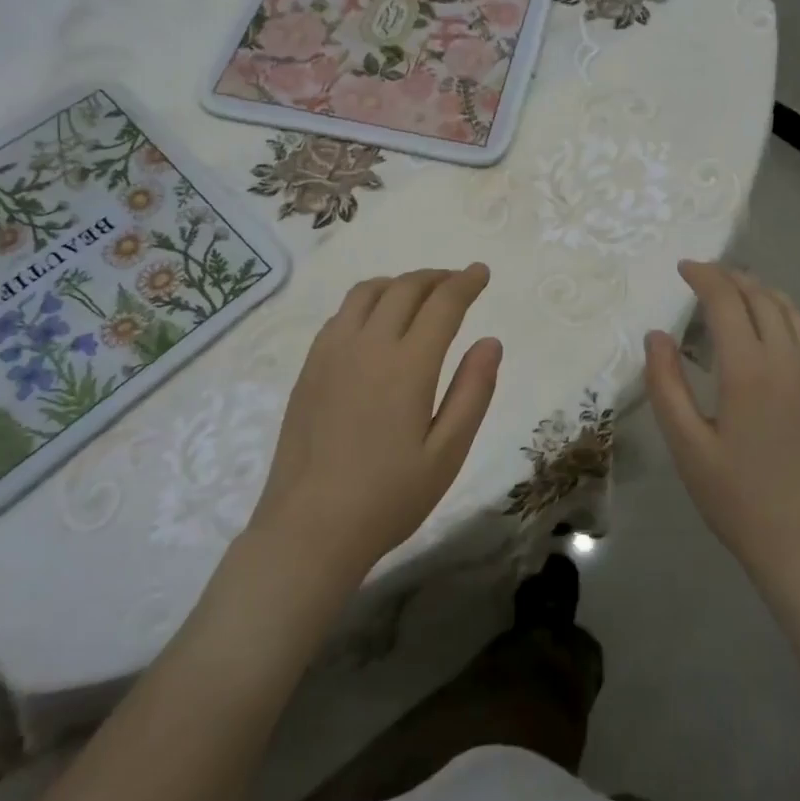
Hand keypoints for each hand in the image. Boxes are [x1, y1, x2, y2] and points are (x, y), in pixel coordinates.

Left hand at [248, 264, 501, 582]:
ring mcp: (331, 352)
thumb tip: (491, 341)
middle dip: (436, 278)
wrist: (309, 528)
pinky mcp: (309, 367)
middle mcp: (367, 345)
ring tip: (419, 295)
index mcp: (407, 365)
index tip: (482, 272)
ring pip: (367, 293)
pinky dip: (368, 302)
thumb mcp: (447, 453)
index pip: (443, 303)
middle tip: (457, 282)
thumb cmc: (388, 497)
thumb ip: (472, 391)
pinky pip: (341, 314)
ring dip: (399, 283)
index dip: (466, 282)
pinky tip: (376, 323)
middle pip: (404, 288)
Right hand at [644, 261, 799, 585]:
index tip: (682, 267)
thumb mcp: (687, 446)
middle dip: (729, 277)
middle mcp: (786, 359)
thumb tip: (656, 335)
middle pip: (760, 296)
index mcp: (748, 370)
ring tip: (731, 289)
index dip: (704, 276)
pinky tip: (764, 325)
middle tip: (701, 275)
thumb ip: (666, 385)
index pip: (726, 301)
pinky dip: (779, 310)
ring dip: (758, 289)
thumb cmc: (738, 498)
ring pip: (788, 309)